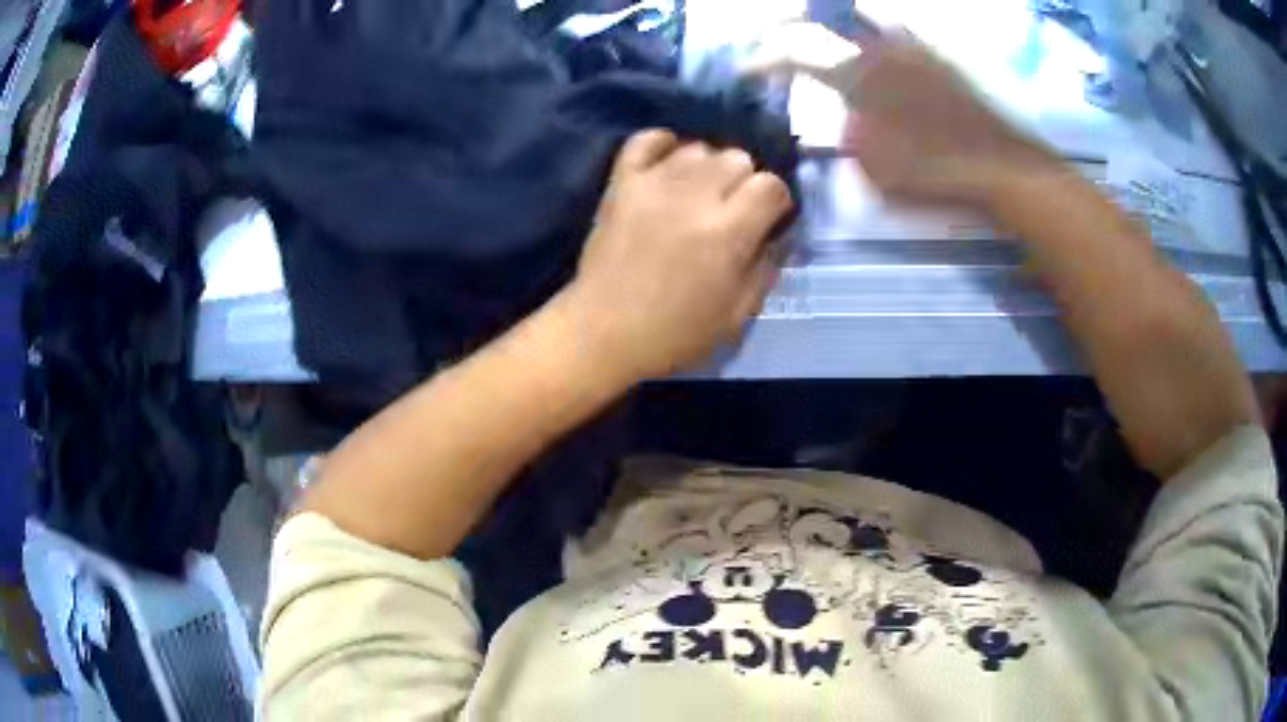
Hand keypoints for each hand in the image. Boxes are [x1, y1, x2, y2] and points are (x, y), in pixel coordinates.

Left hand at [561, 130, 793, 380]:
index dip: (777, 201)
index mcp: (728, 231)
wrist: (603, 333)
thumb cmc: (675, 333)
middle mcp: (695, 196)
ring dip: (707, 167)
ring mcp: (654, 183)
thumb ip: (766, 268)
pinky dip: (663, 144)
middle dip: (745, 181)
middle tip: (732, 210)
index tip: (769, 219)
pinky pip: (646, 139)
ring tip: (699, 193)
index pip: (771, 185)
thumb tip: (778, 234)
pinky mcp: (622, 182)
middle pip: (738, 157)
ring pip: (698, 147)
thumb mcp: (738, 314)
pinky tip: (669, 164)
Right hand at [750, 25, 1066, 204]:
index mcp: (861, 80)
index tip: (746, 71)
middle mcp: (880, 51)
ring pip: (860, 17)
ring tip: (815, 30)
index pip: (797, 57)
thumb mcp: (880, 175)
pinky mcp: (935, 55)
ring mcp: (910, 48)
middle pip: (823, 18)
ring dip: (829, 21)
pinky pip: (895, 28)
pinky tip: (873, 44)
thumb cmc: (939, 177)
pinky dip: (872, 28)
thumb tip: (845, 120)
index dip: (765, 62)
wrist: (1002, 167)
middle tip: (771, 33)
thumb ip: (852, 141)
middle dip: (788, 22)